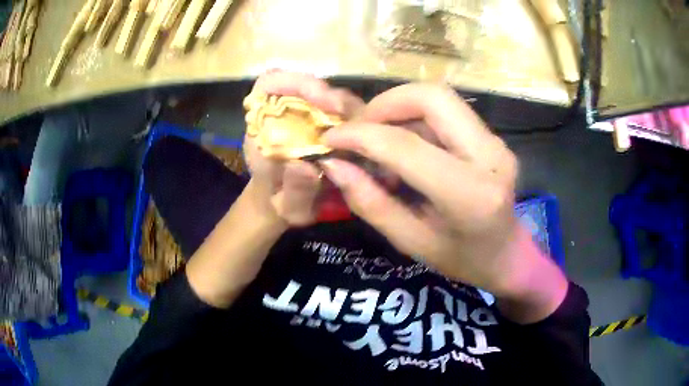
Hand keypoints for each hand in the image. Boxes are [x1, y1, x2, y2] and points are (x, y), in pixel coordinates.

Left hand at [243, 71, 363, 225]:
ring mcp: (310, 115)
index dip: (296, 82)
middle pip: (310, 85)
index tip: (323, 100)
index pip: (272, 83)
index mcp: (264, 121)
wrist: (290, 205)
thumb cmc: (281, 203)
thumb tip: (305, 166)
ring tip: (364, 132)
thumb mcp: (287, 206)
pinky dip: (360, 121)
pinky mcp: (330, 124)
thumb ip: (294, 190)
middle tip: (352, 119)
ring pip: (333, 96)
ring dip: (350, 109)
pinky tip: (367, 138)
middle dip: (333, 96)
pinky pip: (348, 113)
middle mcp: (287, 111)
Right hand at [322, 84, 567, 322]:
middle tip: (359, 129)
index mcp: (471, 195)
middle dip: (384, 104)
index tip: (330, 138)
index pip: (406, 144)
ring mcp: (495, 142)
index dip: (360, 135)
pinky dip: (415, 119)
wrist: (509, 257)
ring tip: (379, 143)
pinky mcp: (492, 137)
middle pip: (432, 97)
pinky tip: (404, 147)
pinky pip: (447, 111)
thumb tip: (334, 165)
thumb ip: (371, 203)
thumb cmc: (462, 261)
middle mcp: (490, 156)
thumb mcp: (411, 242)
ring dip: (398, 110)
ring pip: (439, 99)